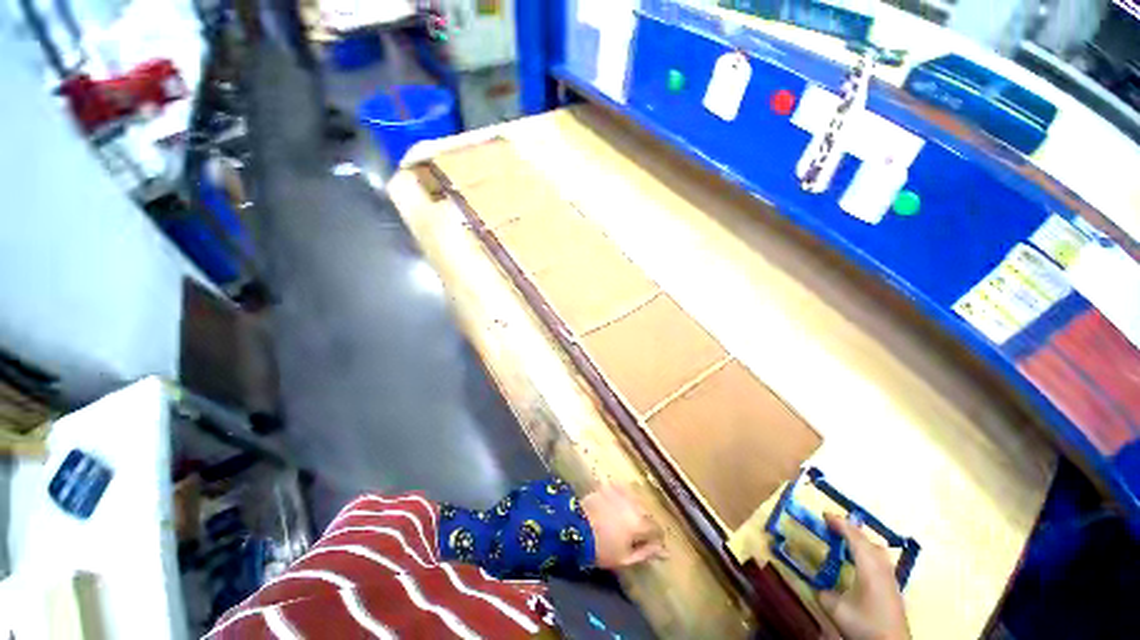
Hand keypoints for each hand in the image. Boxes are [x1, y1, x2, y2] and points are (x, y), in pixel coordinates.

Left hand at [580, 484, 666, 569]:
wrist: (574, 528)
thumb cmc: (600, 548)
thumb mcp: (625, 558)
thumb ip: (646, 553)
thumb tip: (664, 551)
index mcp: (640, 522)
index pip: (657, 529)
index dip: (655, 539)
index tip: (649, 545)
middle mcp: (634, 503)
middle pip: (646, 513)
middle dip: (643, 523)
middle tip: (633, 534)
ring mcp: (620, 492)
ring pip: (634, 501)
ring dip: (632, 510)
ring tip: (622, 520)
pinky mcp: (608, 486)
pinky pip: (621, 492)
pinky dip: (621, 499)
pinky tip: (614, 507)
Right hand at [815, 514, 909, 639]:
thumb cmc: (865, 624)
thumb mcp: (837, 610)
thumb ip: (824, 593)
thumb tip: (817, 585)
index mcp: (868, 567)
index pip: (854, 537)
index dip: (839, 523)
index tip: (823, 514)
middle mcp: (881, 567)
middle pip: (867, 540)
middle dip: (849, 529)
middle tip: (831, 524)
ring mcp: (890, 577)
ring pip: (876, 549)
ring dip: (860, 539)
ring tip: (844, 538)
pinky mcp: (892, 586)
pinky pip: (879, 558)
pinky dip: (866, 550)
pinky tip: (859, 559)